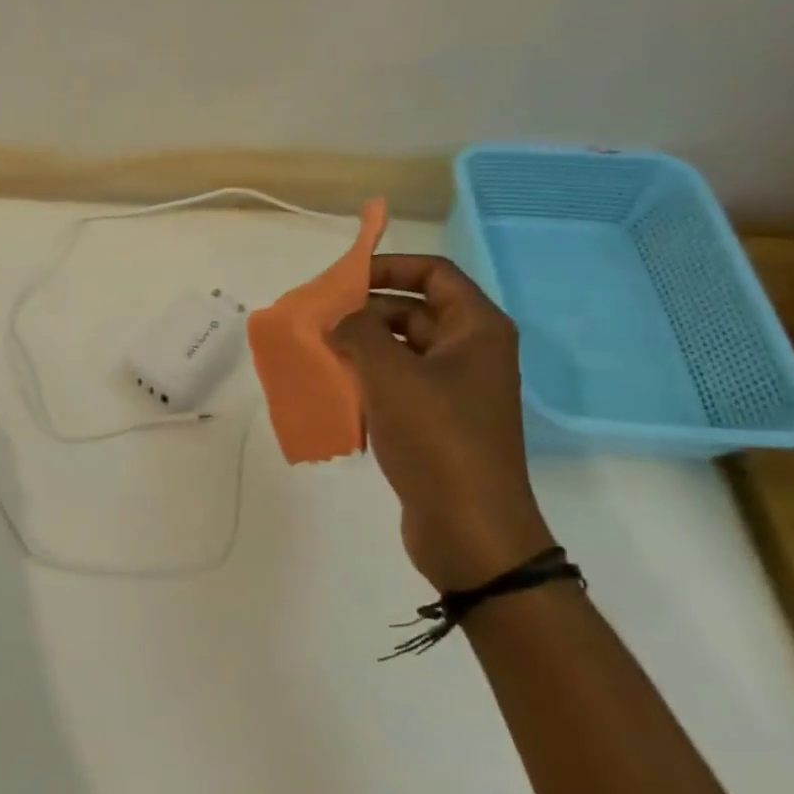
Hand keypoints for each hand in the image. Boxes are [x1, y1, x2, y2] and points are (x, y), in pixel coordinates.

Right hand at [330, 255, 552, 590]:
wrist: (469, 527)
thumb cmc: (436, 437)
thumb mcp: (390, 374)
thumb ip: (358, 332)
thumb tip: (339, 323)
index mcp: (476, 329)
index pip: (432, 273)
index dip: (388, 267)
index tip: (341, 281)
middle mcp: (471, 352)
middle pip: (413, 311)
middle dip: (364, 312)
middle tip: (318, 322)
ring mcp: (455, 390)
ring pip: (401, 351)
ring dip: (361, 348)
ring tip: (317, 354)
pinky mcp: (438, 423)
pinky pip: (398, 386)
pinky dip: (368, 381)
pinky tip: (334, 391)